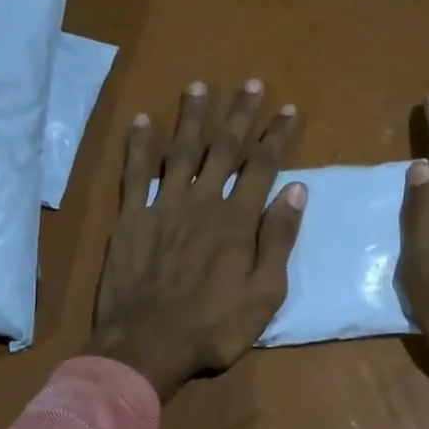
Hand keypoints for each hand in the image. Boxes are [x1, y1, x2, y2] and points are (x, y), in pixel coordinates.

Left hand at [88, 80, 305, 400]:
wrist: (147, 345)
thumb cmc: (213, 327)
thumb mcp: (264, 293)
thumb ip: (279, 239)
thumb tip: (297, 190)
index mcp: (237, 221)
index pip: (262, 167)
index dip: (276, 136)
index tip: (288, 109)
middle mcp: (202, 202)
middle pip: (223, 149)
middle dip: (239, 114)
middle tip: (250, 83)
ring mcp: (163, 207)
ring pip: (180, 152)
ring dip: (192, 118)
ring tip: (200, 87)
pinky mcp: (131, 219)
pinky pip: (135, 174)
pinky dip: (139, 146)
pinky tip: (142, 121)